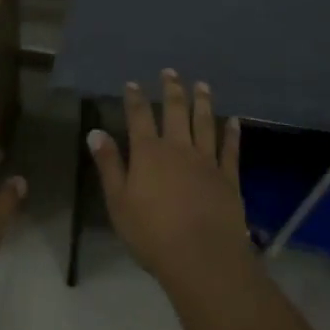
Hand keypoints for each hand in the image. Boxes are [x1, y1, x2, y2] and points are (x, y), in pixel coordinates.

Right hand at [88, 70, 248, 286]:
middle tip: (171, 72)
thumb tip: (95, 132)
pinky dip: (232, 133)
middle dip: (172, 89)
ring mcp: (206, 161)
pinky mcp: (228, 178)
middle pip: (174, 111)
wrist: (203, 258)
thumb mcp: (118, 202)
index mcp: (148, 153)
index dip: (135, 98)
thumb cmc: (152, 234)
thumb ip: (109, 165)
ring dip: (202, 102)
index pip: (139, 117)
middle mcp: (178, 148)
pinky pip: (230, 149)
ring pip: (204, 123)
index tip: (133, 83)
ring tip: (202, 85)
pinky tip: (234, 121)